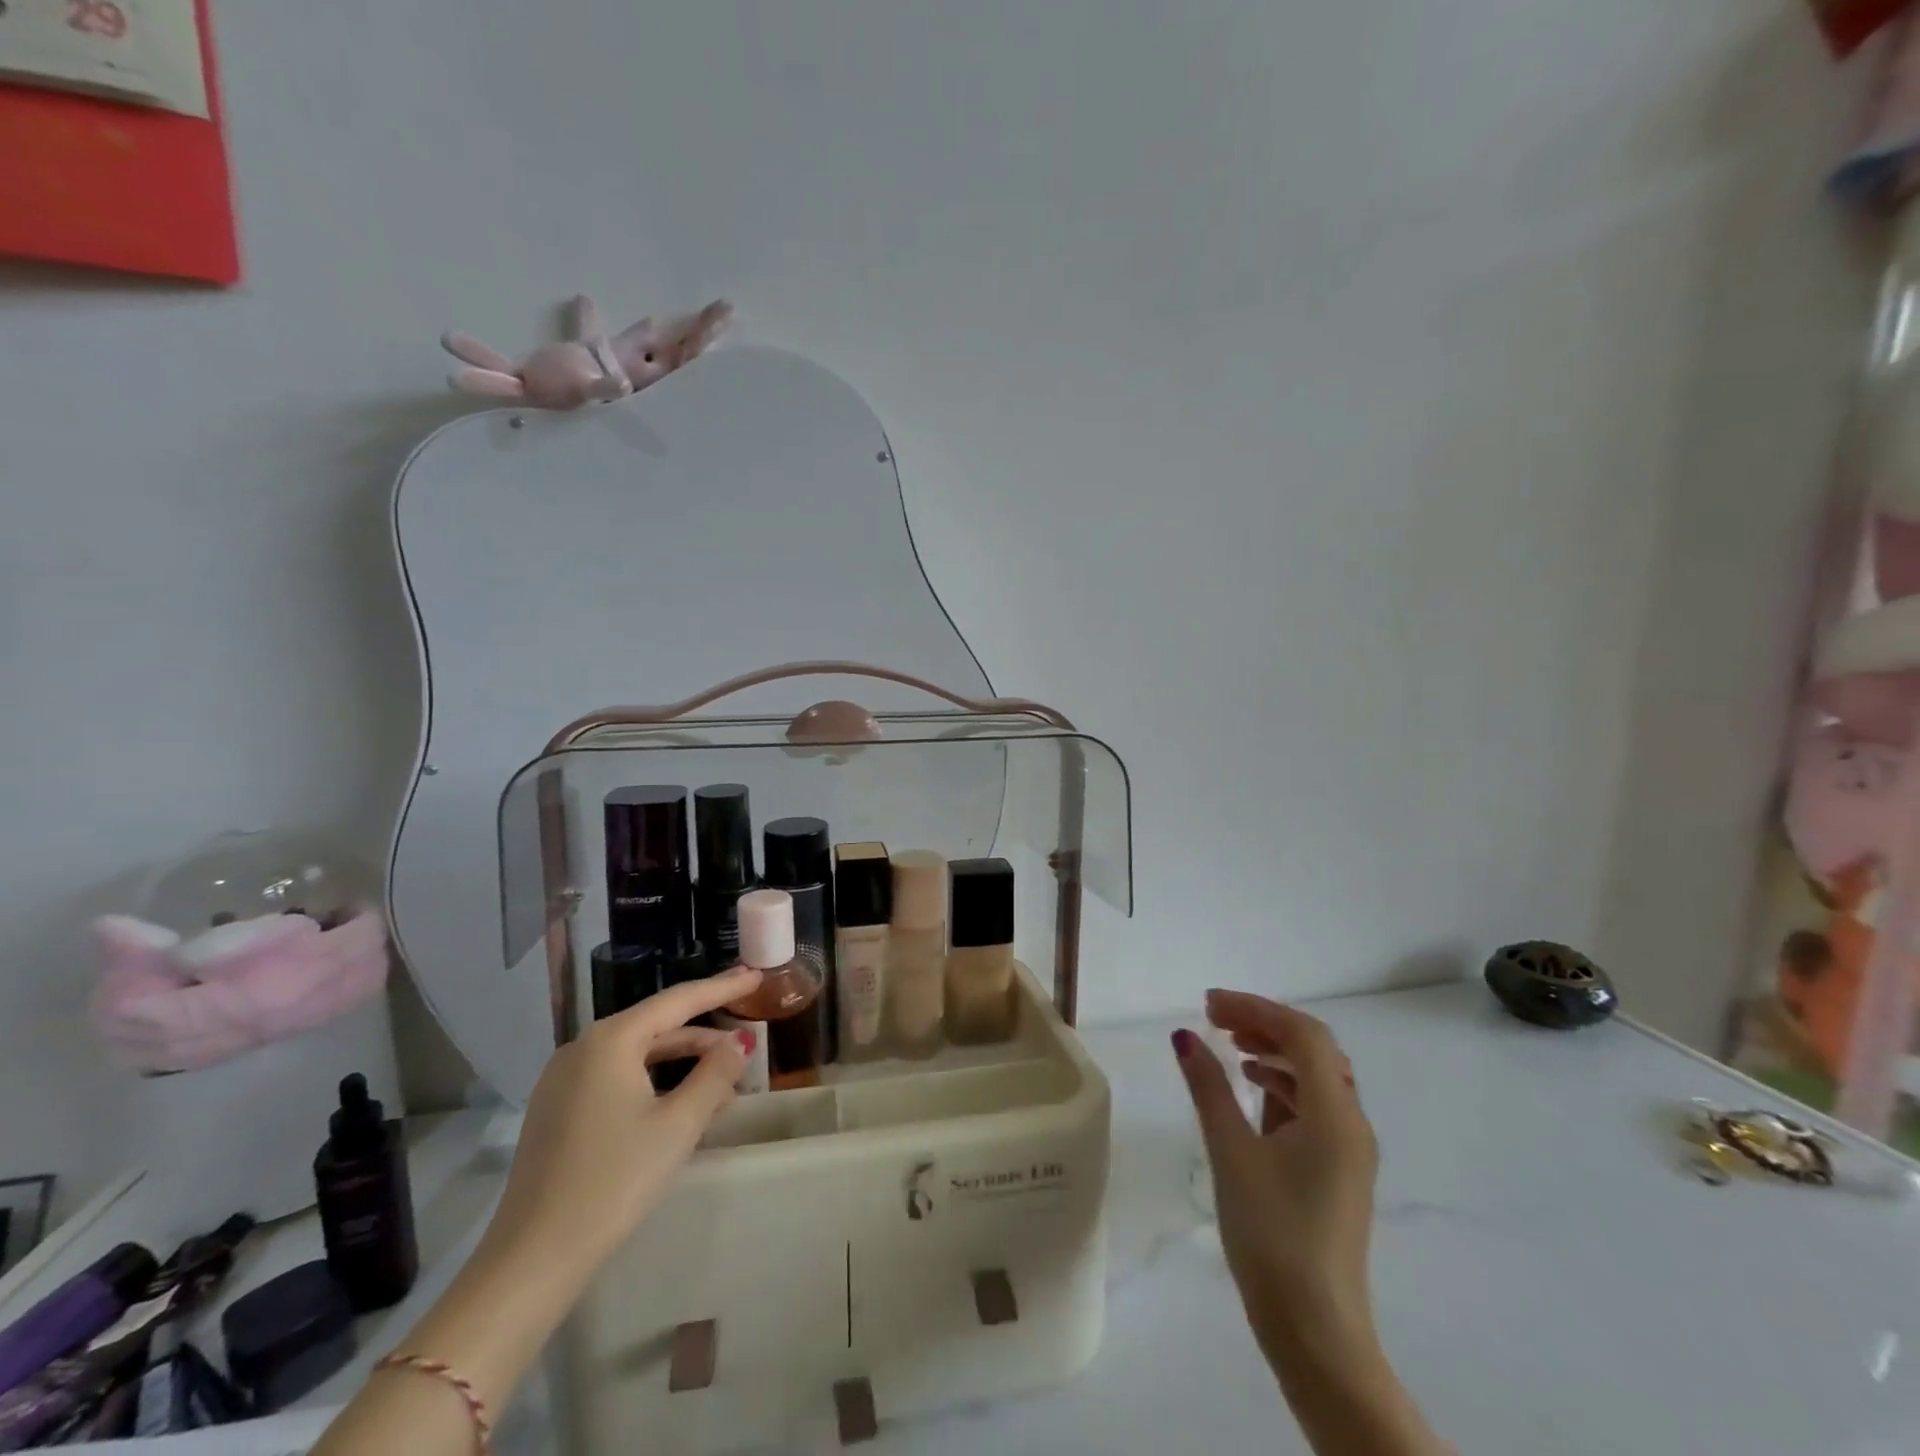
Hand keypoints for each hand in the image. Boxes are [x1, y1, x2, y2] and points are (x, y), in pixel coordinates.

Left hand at [479, 967, 762, 1275]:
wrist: (533, 1259)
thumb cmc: (614, 1180)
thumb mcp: (678, 1124)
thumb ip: (715, 1074)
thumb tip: (739, 1041)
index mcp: (610, 1040)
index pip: (678, 1000)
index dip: (721, 988)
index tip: (754, 977)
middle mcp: (583, 1048)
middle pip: (657, 1026)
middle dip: (705, 1034)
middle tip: (747, 1037)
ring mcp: (564, 1080)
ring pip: (638, 1055)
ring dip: (684, 1063)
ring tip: (726, 1080)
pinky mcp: (558, 1110)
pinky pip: (617, 1078)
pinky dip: (655, 1081)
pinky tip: (683, 1103)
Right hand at [1176, 990, 1378, 1357]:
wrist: (1316, 1331)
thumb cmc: (1271, 1235)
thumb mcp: (1231, 1153)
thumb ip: (1208, 1088)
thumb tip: (1184, 1036)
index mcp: (1335, 1115)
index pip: (1302, 1034)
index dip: (1254, 1008)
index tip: (1207, 1005)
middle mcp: (1352, 1123)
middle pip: (1314, 1050)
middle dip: (1264, 1024)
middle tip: (1215, 1019)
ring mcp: (1350, 1149)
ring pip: (1316, 1076)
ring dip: (1274, 1052)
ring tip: (1229, 1046)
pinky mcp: (1339, 1170)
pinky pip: (1315, 1105)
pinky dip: (1282, 1084)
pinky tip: (1251, 1089)